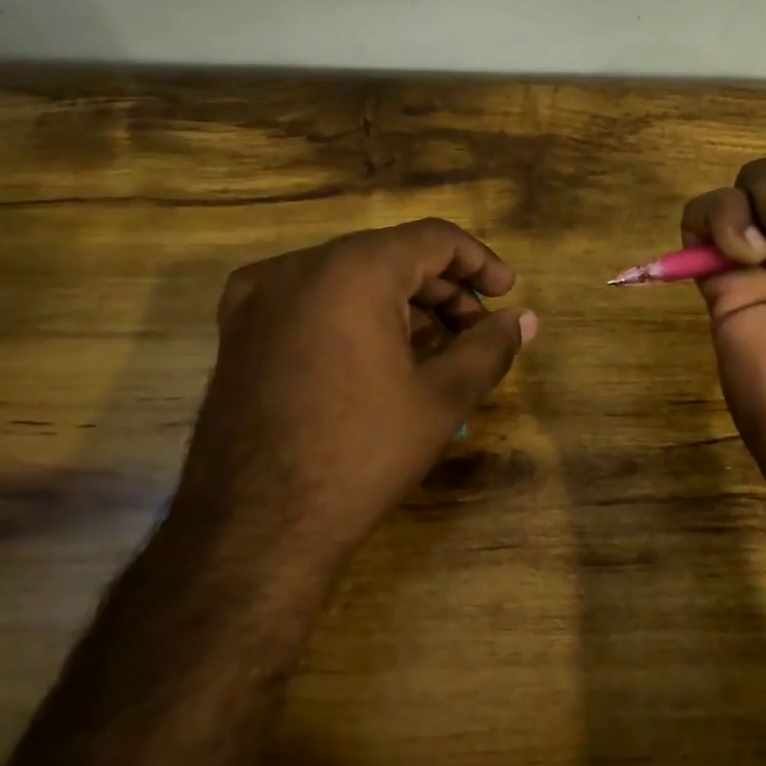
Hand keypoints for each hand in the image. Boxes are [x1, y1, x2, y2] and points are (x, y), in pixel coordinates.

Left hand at [172, 219, 536, 565]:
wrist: (253, 527)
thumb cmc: (361, 454)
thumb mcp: (442, 399)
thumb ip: (490, 347)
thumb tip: (527, 319)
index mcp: (353, 270)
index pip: (432, 238)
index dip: (478, 262)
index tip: (507, 294)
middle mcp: (299, 267)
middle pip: (390, 254)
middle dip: (442, 289)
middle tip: (477, 331)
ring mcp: (259, 297)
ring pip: (350, 277)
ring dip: (401, 303)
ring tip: (436, 350)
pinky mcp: (238, 329)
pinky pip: (313, 300)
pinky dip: (355, 314)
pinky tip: (379, 357)